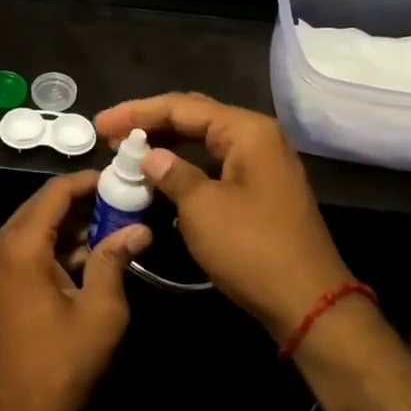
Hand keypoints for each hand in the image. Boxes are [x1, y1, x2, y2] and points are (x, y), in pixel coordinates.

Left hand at [0, 171, 148, 410]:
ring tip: (110, 229)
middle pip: (40, 207)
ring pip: (31, 227)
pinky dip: (50, 246)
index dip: (88, 182)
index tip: (120, 179)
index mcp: (18, 247)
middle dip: (81, 204)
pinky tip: (83, 257)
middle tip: (121, 205)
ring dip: (67, 226)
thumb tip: (138, 229)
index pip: (54, 193)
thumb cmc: (58, 367)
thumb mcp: (99, 313)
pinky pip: (21, 248)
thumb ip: (114, 261)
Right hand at [94, 93, 350, 339]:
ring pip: (204, 142)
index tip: (100, 124)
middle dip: (150, 124)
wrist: (309, 303)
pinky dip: (185, 168)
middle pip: (194, 118)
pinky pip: (214, 166)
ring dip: (166, 146)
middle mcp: (257, 138)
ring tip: (128, 154)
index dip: (136, 112)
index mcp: (246, 131)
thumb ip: (172, 174)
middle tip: (110, 135)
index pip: (181, 107)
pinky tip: (160, 177)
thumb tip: (150, 156)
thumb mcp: (202, 208)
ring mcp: (261, 165)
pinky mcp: (260, 191)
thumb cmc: (252, 249)